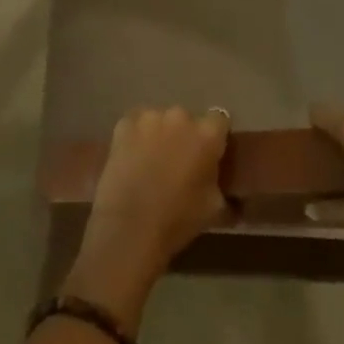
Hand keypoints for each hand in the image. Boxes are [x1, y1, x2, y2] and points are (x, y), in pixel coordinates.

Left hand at [65, 107, 230, 329]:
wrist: (129, 227)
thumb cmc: (177, 220)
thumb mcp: (214, 207)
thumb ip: (219, 181)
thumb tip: (218, 179)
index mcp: (207, 134)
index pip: (220, 120)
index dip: (215, 137)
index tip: (210, 154)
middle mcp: (180, 116)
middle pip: (187, 119)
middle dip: (185, 136)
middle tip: (179, 161)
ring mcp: (149, 116)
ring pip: (160, 120)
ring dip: (161, 134)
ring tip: (152, 161)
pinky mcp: (124, 123)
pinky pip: (137, 124)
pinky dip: (137, 137)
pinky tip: (133, 158)